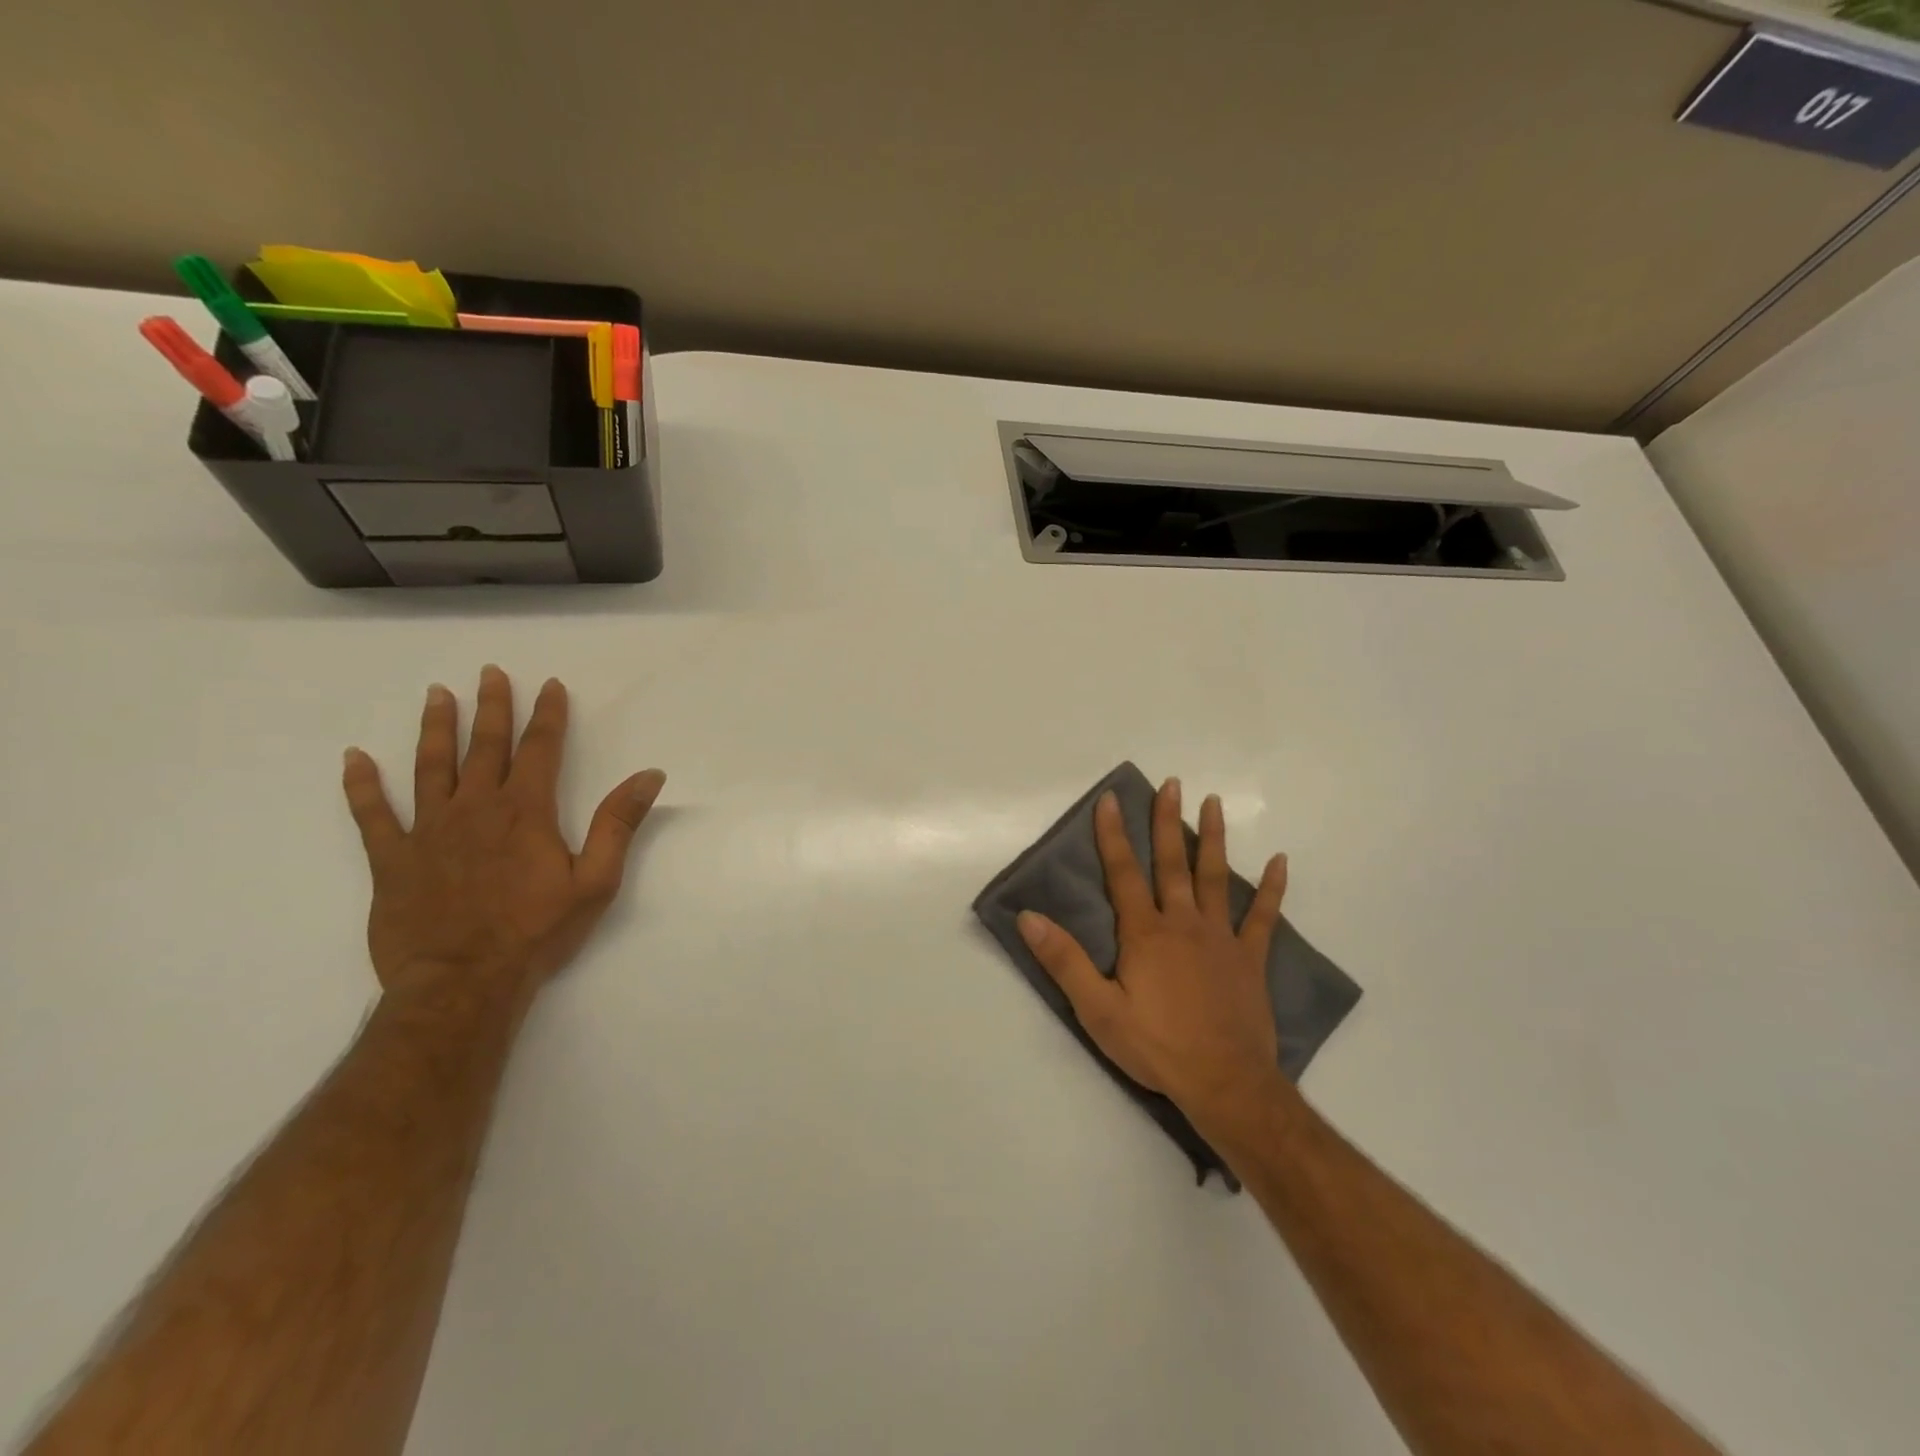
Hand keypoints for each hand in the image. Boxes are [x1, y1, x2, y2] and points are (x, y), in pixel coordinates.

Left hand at [340, 666, 664, 1001]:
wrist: (464, 982)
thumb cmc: (537, 932)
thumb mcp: (596, 880)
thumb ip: (619, 823)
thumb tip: (650, 775)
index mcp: (525, 811)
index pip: (540, 749)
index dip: (547, 714)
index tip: (548, 684)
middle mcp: (475, 808)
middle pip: (484, 746)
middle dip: (491, 707)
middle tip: (489, 672)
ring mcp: (428, 831)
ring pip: (430, 767)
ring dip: (434, 728)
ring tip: (436, 695)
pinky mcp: (392, 859)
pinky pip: (371, 815)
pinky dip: (361, 785)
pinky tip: (354, 759)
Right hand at [1017, 779, 1289, 1119]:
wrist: (1225, 1083)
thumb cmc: (1156, 1046)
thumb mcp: (1098, 1009)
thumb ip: (1064, 960)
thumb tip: (1029, 917)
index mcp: (1145, 933)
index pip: (1123, 873)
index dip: (1113, 835)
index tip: (1111, 799)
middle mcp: (1183, 923)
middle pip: (1172, 863)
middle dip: (1167, 821)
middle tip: (1170, 783)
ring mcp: (1221, 938)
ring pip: (1215, 877)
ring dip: (1212, 838)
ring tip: (1212, 802)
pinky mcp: (1250, 959)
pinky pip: (1262, 917)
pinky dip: (1271, 889)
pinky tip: (1279, 861)